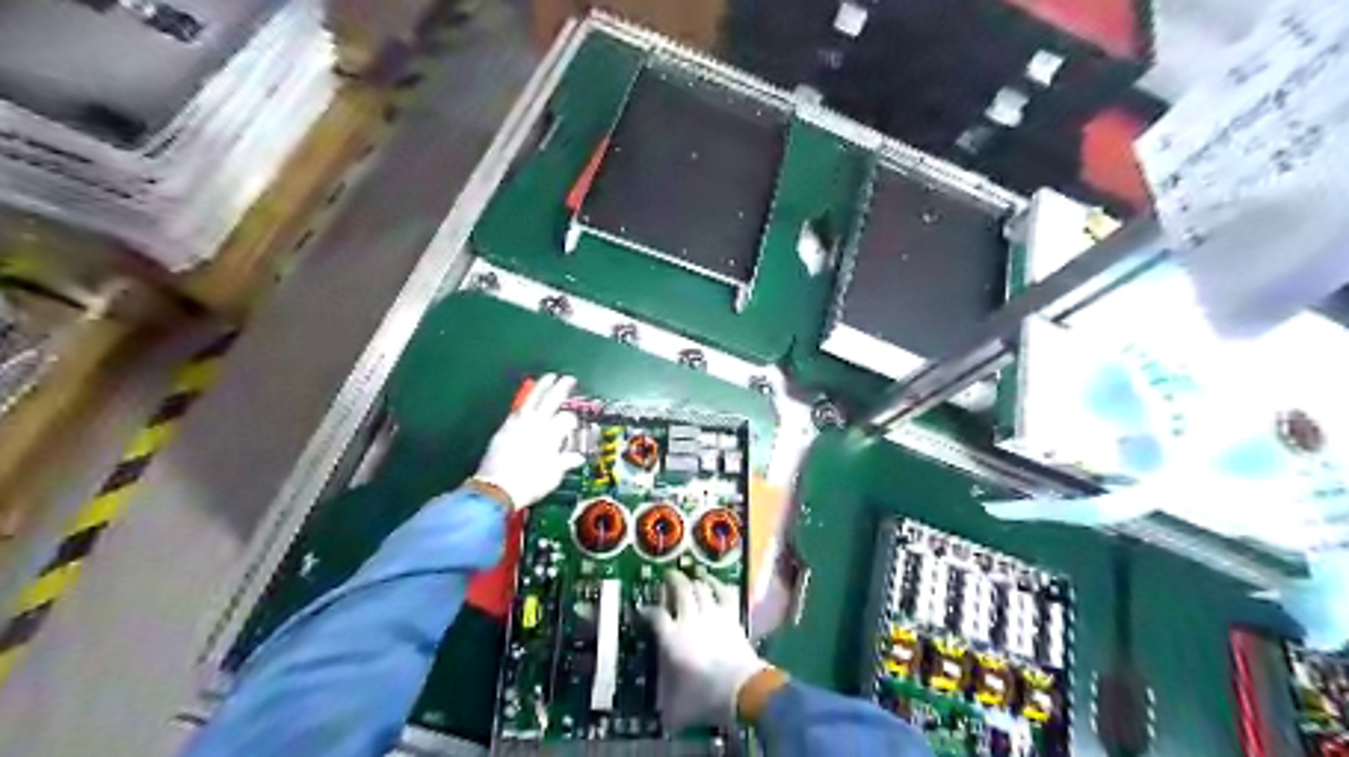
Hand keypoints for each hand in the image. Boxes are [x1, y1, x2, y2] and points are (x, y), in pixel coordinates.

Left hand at [470, 373, 582, 508]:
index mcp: (552, 434)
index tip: (574, 425)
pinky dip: (524, 402)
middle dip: (561, 388)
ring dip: (541, 387)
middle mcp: (536, 424)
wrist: (497, 488)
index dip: (573, 421)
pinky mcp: (504, 428)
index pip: (566, 419)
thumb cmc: (530, 483)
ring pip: (532, 399)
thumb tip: (576, 458)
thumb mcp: (554, 475)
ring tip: (548, 378)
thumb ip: (565, 462)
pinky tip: (527, 400)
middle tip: (568, 378)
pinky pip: (517, 409)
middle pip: (551, 400)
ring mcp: (518, 424)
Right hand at [641, 575, 768, 728]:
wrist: (741, 688)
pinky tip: (714, 581)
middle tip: (668, 576)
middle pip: (679, 589)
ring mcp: (711, 614)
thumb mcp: (677, 706)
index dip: (647, 610)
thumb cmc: (705, 698)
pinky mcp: (731, 616)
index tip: (643, 609)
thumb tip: (660, 716)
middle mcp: (689, 620)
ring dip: (693, 581)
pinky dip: (717, 584)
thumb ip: (666, 704)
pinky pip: (723, 592)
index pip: (655, 616)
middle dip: (672, 580)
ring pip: (700, 587)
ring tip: (690, 578)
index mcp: (671, 639)